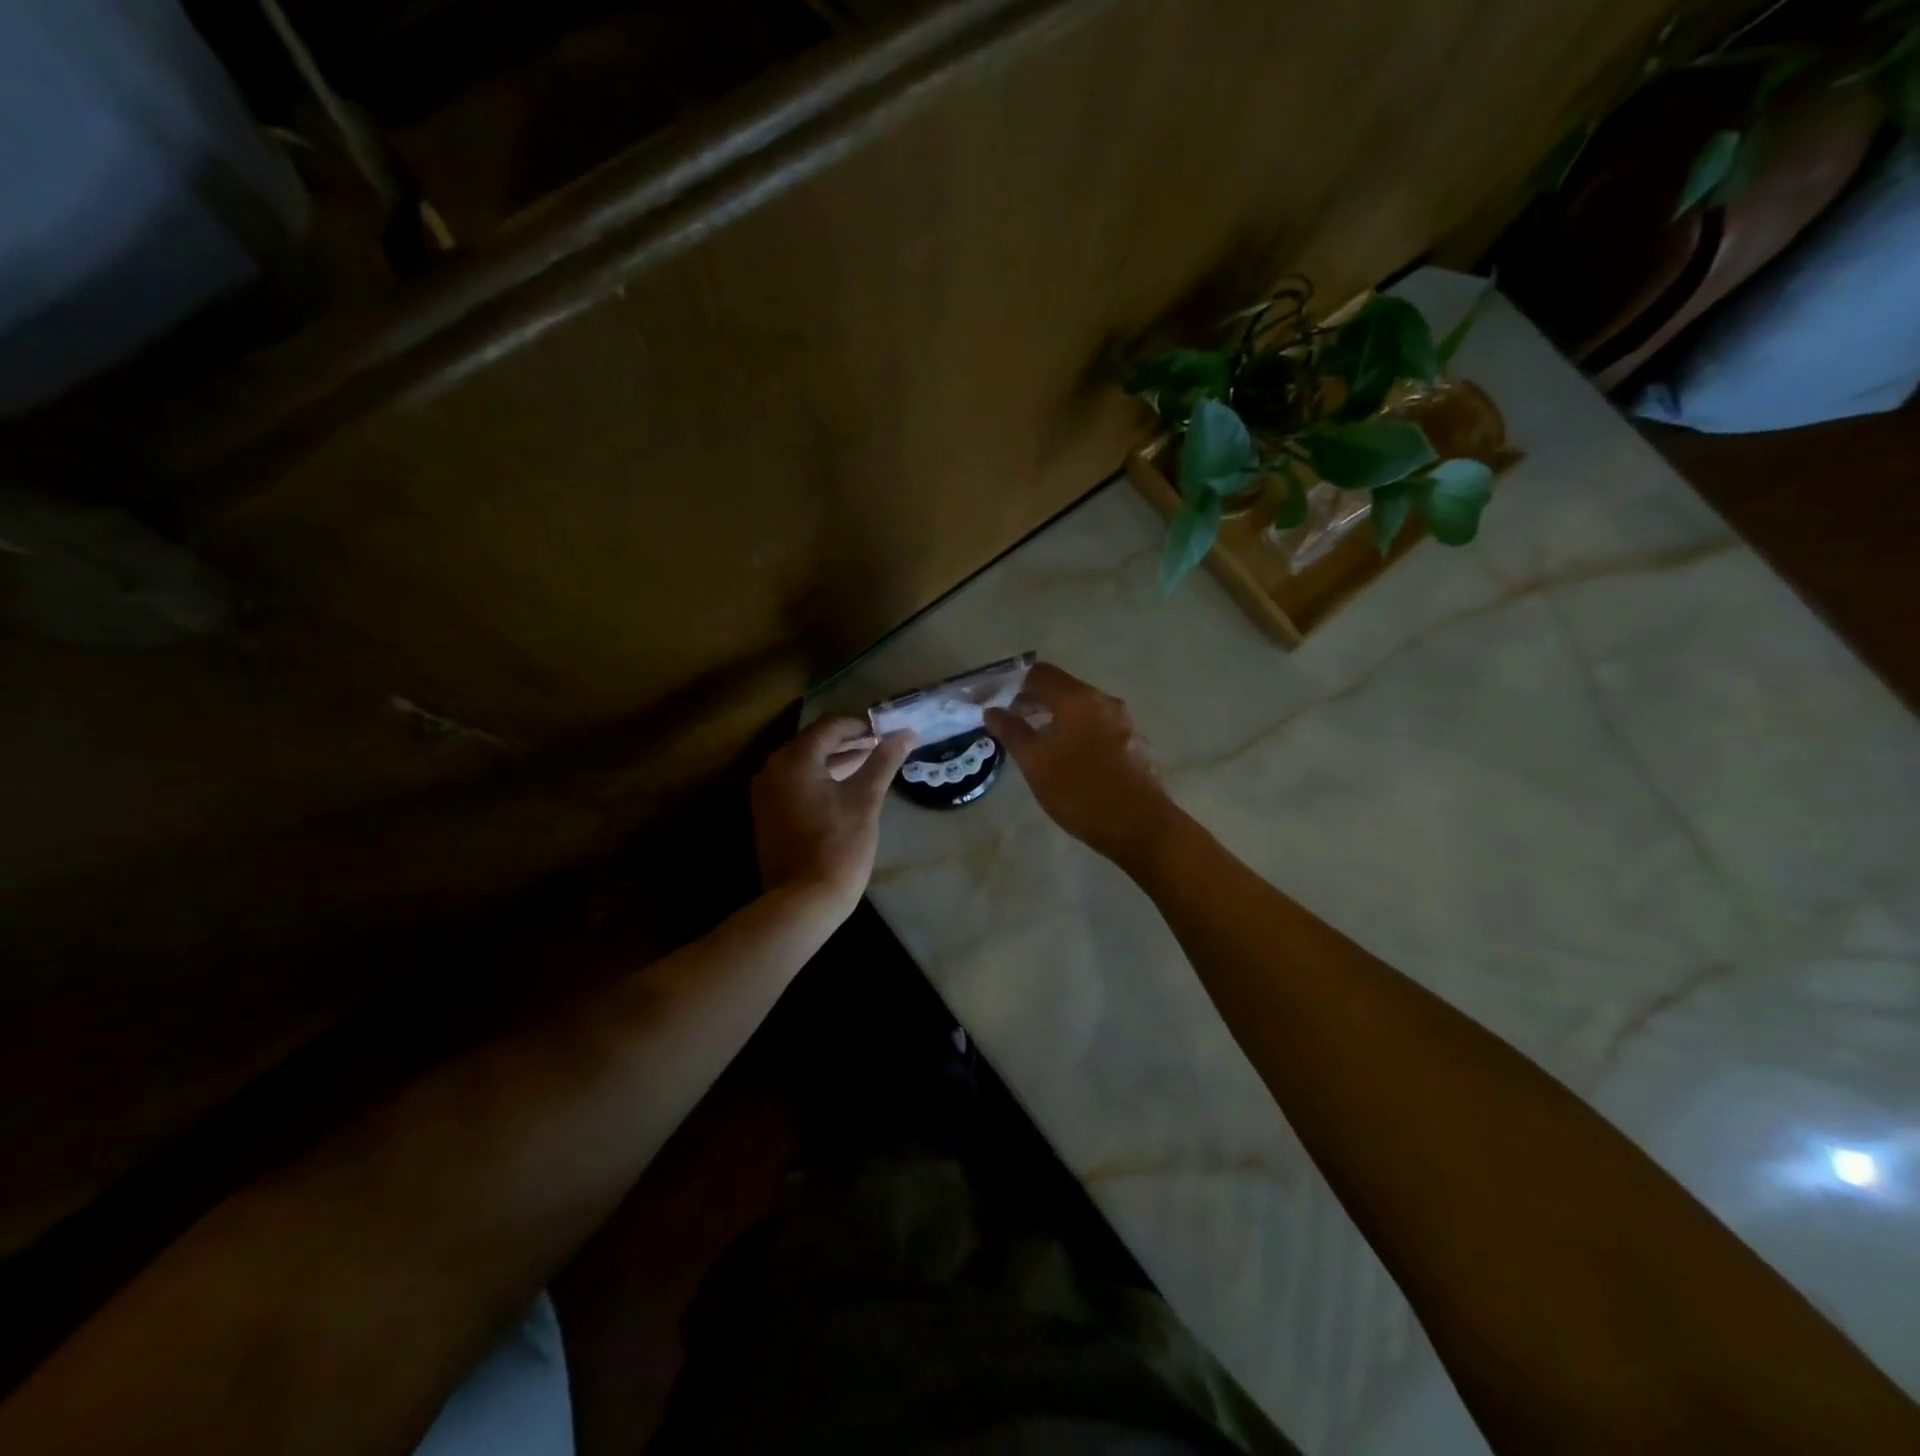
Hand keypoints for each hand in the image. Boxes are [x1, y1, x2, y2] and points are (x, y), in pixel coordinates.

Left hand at [752, 716, 914, 917]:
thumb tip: (906, 733)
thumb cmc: (838, 847)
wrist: (802, 902)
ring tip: (869, 764)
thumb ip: (883, 761)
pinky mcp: (767, 813)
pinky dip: (820, 778)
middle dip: (848, 741)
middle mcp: (772, 768)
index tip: (887, 733)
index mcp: (794, 759)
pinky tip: (845, 788)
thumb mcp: (865, 800)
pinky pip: (795, 782)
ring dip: (835, 759)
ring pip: (804, 762)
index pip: (830, 725)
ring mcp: (766, 792)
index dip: (860, 725)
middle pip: (814, 741)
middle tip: (881, 747)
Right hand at [986, 663, 1174, 862]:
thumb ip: (1012, 732)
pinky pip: (1099, 729)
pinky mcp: (1137, 746)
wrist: (1142, 826)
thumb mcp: (1036, 763)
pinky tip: (1070, 761)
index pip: (1041, 674)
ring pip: (1083, 711)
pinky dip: (1078, 734)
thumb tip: (993, 711)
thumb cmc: (1080, 790)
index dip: (1015, 683)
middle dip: (1035, 702)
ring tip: (1037, 744)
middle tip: (1012, 724)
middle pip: (1064, 690)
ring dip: (1057, 720)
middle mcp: (1106, 702)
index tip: (997, 701)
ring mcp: (1126, 724)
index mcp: (1079, 699)